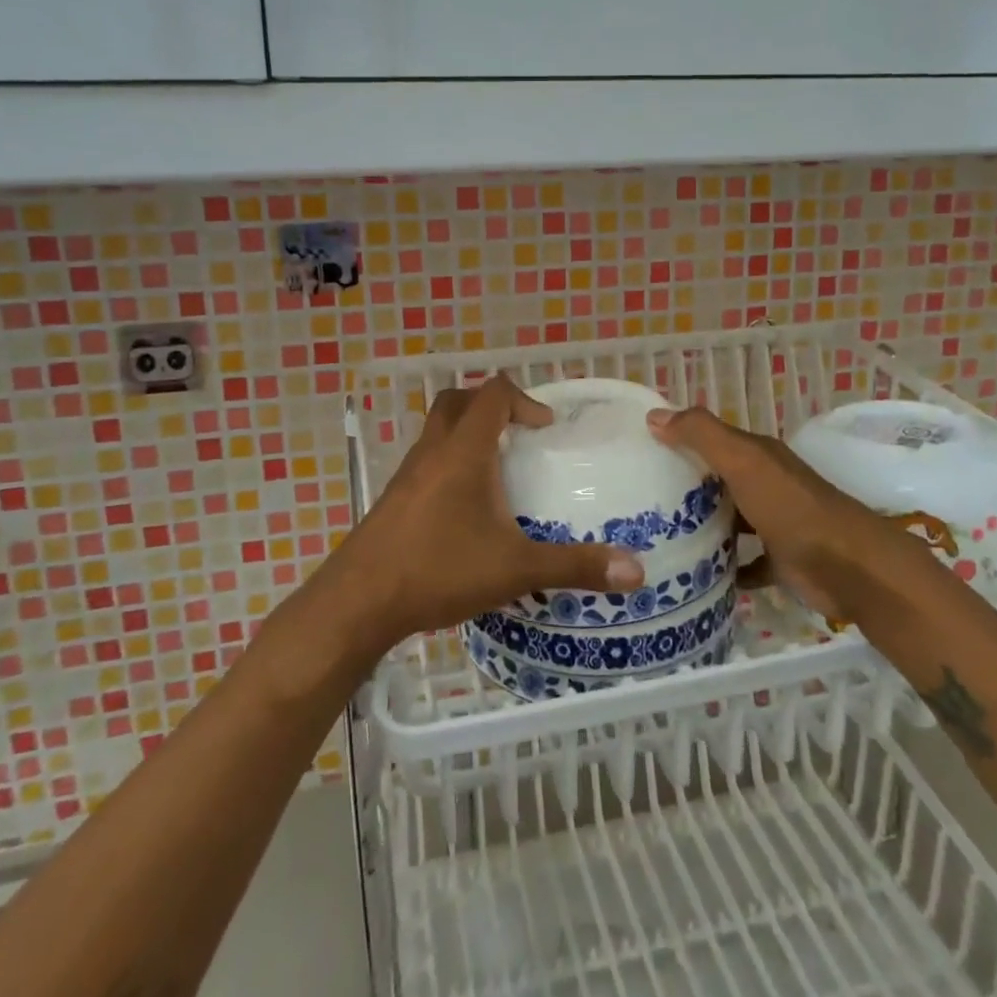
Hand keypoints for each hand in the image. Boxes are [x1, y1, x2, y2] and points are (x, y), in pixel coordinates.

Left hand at [330, 376, 644, 650]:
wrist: (359, 601)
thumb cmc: (439, 569)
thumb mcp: (515, 568)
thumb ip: (575, 566)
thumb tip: (636, 571)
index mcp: (464, 451)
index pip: (492, 394)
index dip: (523, 399)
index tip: (545, 430)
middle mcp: (432, 451)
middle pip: (457, 402)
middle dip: (490, 408)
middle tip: (519, 436)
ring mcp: (407, 475)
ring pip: (437, 432)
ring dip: (467, 436)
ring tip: (498, 474)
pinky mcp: (393, 500)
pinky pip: (426, 463)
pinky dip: (449, 466)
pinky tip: (466, 511)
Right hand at [646, 406, 933, 620]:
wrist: (849, 567)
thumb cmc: (791, 508)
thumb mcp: (743, 461)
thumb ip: (702, 435)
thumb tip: (654, 415)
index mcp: (757, 456)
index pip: (710, 439)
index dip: (678, 440)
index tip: (637, 452)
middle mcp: (765, 484)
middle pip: (718, 480)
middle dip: (684, 486)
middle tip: (637, 500)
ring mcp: (774, 523)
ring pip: (730, 519)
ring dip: (702, 526)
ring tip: (657, 538)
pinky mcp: (780, 561)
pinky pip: (745, 562)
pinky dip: (725, 567)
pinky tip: (696, 576)